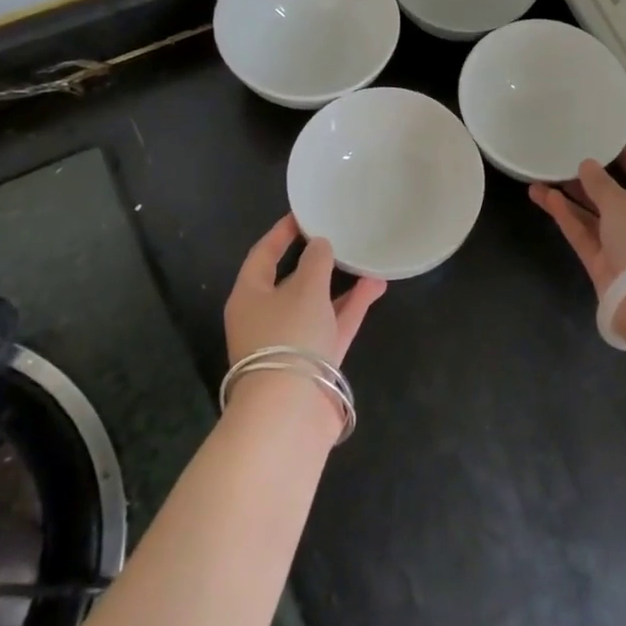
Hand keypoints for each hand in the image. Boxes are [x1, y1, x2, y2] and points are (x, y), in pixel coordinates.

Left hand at [226, 214, 386, 367]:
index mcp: (249, 296)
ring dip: (341, 283)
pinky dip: (352, 306)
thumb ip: (316, 262)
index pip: (262, 255)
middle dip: (316, 261)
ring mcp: (290, 342)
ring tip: (367, 259)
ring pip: (317, 304)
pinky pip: (333, 324)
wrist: (290, 411)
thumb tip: (320, 245)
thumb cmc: (289, 336)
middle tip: (338, 237)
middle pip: (290, 281)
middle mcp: (265, 317)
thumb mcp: (305, 289)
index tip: (302, 215)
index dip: (281, 234)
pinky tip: (376, 285)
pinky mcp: (314, 361)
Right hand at [529, 148, 625, 298]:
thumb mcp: (622, 202)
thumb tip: (587, 165)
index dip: (623, 155)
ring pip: (592, 215)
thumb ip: (600, 183)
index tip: (601, 140)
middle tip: (560, 161)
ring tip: (539, 179)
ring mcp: (621, 244)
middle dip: (586, 180)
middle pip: (612, 194)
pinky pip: (583, 233)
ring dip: (568, 198)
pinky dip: (567, 217)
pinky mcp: (602, 263)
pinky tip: (546, 198)